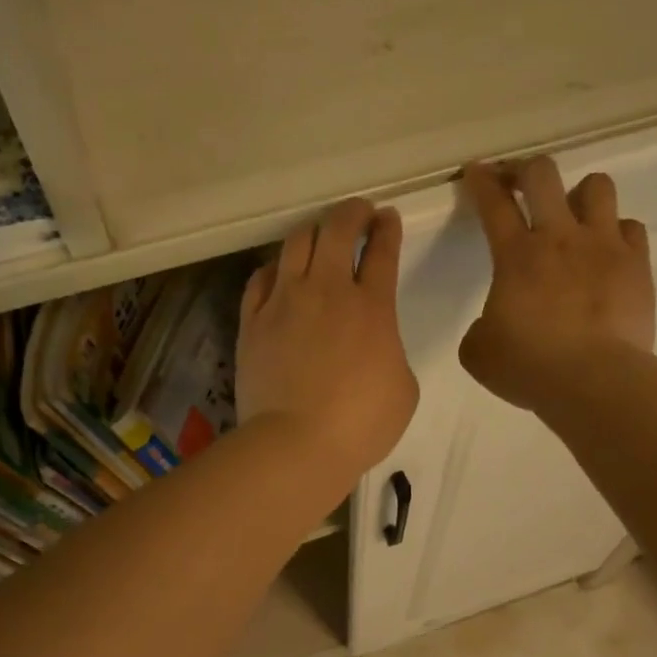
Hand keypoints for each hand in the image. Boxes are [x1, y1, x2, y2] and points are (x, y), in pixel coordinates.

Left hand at [238, 198, 419, 488]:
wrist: (296, 444)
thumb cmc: (360, 424)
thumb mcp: (403, 388)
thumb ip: (390, 351)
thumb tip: (374, 344)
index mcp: (373, 307)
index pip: (383, 250)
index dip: (388, 228)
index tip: (388, 218)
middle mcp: (328, 291)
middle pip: (338, 229)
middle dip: (352, 213)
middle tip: (360, 214)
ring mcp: (285, 302)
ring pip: (296, 242)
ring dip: (314, 232)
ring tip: (320, 237)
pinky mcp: (253, 321)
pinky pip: (261, 277)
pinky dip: (276, 267)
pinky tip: (280, 273)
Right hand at [458, 158, 654, 410]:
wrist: (593, 381)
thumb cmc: (528, 367)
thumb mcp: (479, 353)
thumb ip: (481, 327)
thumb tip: (494, 323)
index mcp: (516, 256)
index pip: (494, 204)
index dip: (481, 182)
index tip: (477, 171)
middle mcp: (560, 237)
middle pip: (544, 174)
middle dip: (527, 171)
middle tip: (521, 186)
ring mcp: (604, 246)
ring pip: (597, 186)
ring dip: (580, 195)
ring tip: (575, 218)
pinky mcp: (637, 265)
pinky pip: (631, 228)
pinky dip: (616, 234)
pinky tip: (608, 254)